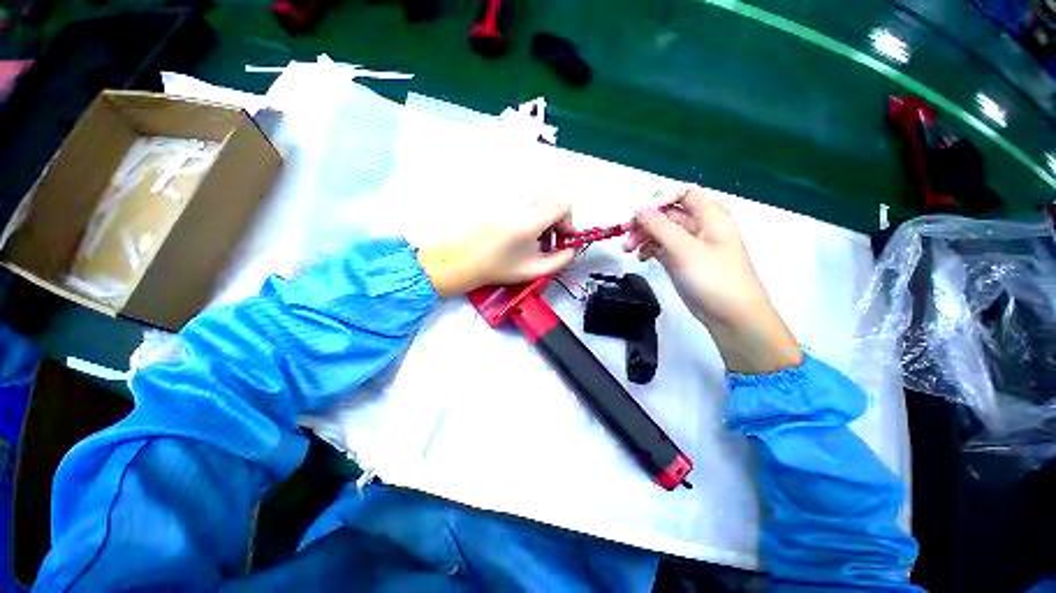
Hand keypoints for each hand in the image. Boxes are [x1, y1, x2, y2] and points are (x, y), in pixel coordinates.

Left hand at [417, 200, 575, 296]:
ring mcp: (507, 198)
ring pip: (539, 199)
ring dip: (545, 216)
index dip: (568, 221)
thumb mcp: (534, 270)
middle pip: (553, 198)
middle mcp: (518, 203)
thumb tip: (570, 249)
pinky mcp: (498, 199)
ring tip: (535, 238)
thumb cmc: (497, 268)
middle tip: (550, 239)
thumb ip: (561, 261)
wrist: (463, 261)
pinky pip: (524, 200)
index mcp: (529, 220)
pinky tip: (522, 232)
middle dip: (558, 218)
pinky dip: (531, 213)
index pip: (563, 204)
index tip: (562, 238)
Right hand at [624, 185, 801, 373]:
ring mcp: (690, 245)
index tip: (640, 214)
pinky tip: (640, 258)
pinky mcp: (682, 261)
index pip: (683, 193)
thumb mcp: (684, 249)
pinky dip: (649, 250)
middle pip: (668, 213)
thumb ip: (660, 226)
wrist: (731, 315)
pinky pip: (662, 248)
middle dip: (645, 221)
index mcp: (709, 215)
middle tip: (625, 234)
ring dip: (643, 237)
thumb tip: (639, 207)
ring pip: (662, 231)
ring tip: (627, 249)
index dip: (661, 199)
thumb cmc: (712, 277)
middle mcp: (699, 226)